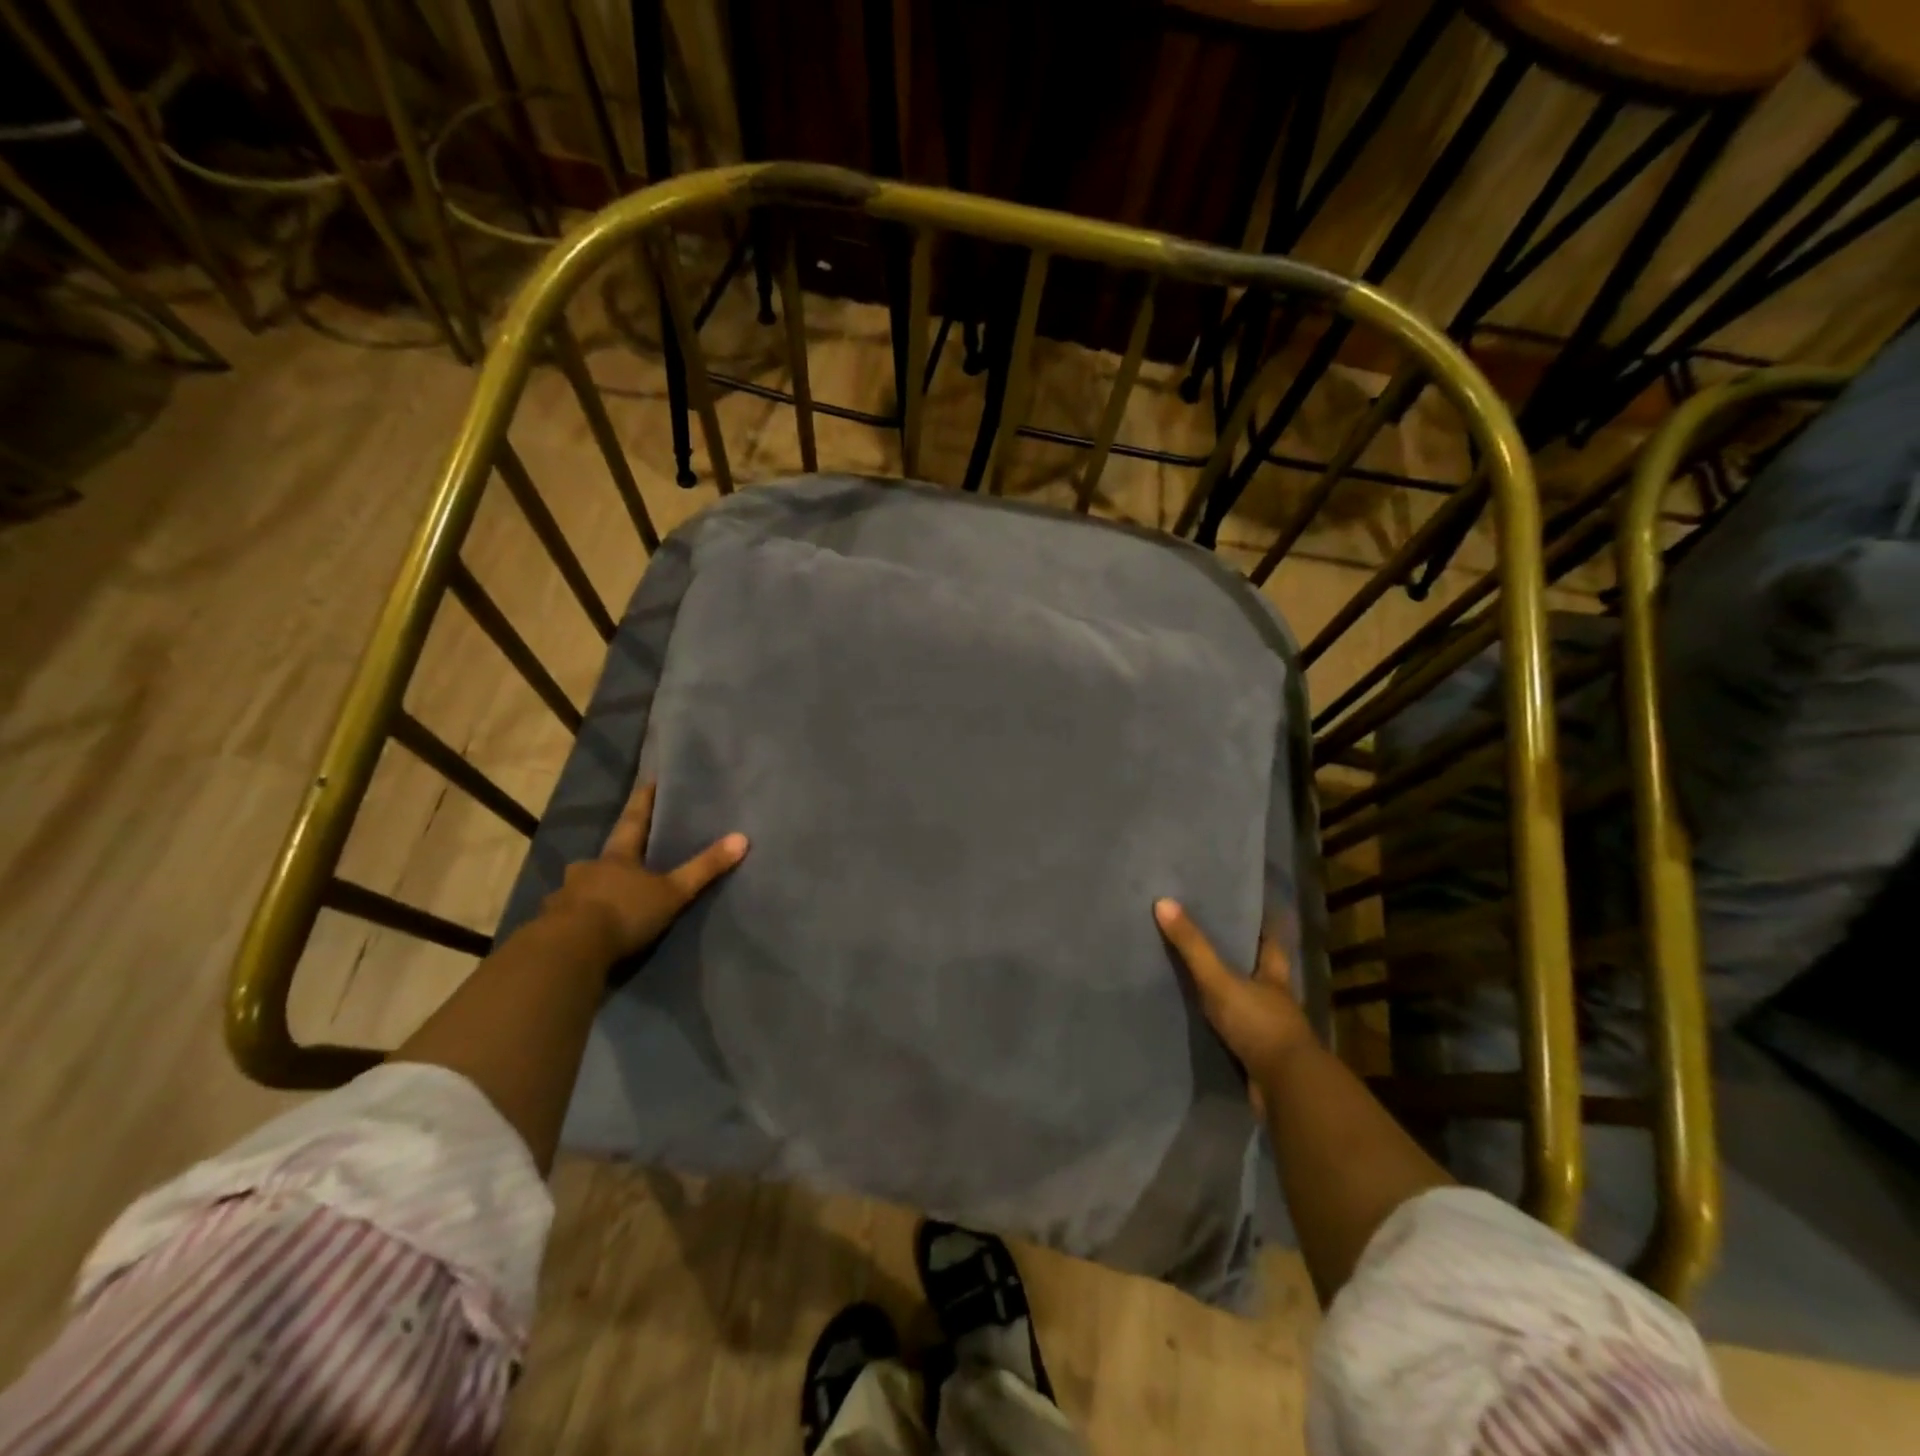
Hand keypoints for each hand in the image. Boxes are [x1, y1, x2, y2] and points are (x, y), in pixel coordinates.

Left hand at [540, 781, 747, 962]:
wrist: (570, 951)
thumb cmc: (624, 912)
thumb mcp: (672, 892)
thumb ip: (704, 868)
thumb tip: (742, 838)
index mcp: (617, 857)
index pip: (632, 821)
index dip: (643, 802)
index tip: (648, 781)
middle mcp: (587, 870)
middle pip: (603, 857)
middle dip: (613, 857)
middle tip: (623, 858)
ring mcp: (565, 897)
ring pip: (581, 886)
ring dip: (592, 888)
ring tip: (603, 897)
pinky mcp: (552, 925)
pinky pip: (567, 915)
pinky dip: (577, 917)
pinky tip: (584, 927)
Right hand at [1155, 899, 1315, 1102]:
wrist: (1286, 1088)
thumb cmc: (1259, 1025)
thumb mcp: (1220, 981)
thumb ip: (1193, 946)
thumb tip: (1163, 901)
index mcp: (1274, 977)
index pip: (1272, 943)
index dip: (1263, 925)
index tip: (1251, 909)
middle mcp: (1277, 1001)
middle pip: (1261, 973)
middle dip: (1243, 960)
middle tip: (1213, 940)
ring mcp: (1271, 1032)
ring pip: (1249, 1005)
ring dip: (1232, 996)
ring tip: (1199, 981)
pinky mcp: (1260, 1059)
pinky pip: (1238, 1035)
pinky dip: (1224, 1029)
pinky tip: (1203, 1025)